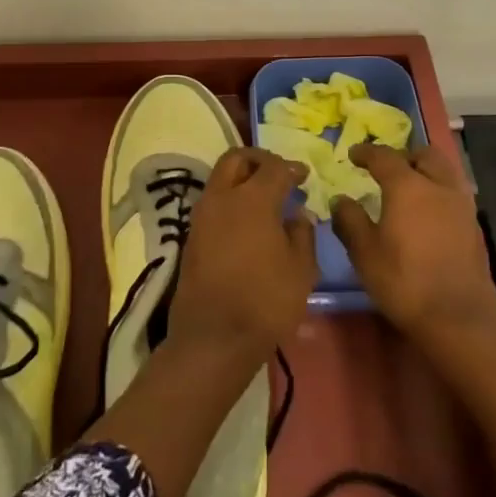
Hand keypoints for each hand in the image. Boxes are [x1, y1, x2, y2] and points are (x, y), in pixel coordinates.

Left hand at [167, 148, 317, 362]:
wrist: (214, 337)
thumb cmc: (265, 301)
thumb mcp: (301, 269)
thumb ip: (302, 233)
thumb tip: (297, 214)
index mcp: (252, 199)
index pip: (273, 168)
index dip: (291, 168)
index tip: (303, 175)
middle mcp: (222, 197)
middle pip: (236, 159)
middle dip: (258, 160)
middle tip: (278, 174)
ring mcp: (201, 215)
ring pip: (220, 178)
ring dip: (241, 179)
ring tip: (265, 199)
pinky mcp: (191, 235)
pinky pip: (213, 202)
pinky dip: (230, 200)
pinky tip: (248, 222)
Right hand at [329, 143, 495, 344]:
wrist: (458, 319)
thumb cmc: (404, 281)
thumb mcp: (364, 252)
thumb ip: (349, 220)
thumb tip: (340, 200)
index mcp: (408, 186)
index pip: (384, 156)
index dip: (366, 153)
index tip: (353, 155)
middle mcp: (438, 187)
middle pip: (424, 155)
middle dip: (404, 156)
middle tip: (387, 170)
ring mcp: (462, 206)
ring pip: (445, 172)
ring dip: (426, 172)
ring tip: (410, 190)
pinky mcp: (475, 228)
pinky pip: (454, 195)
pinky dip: (439, 193)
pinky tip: (428, 215)